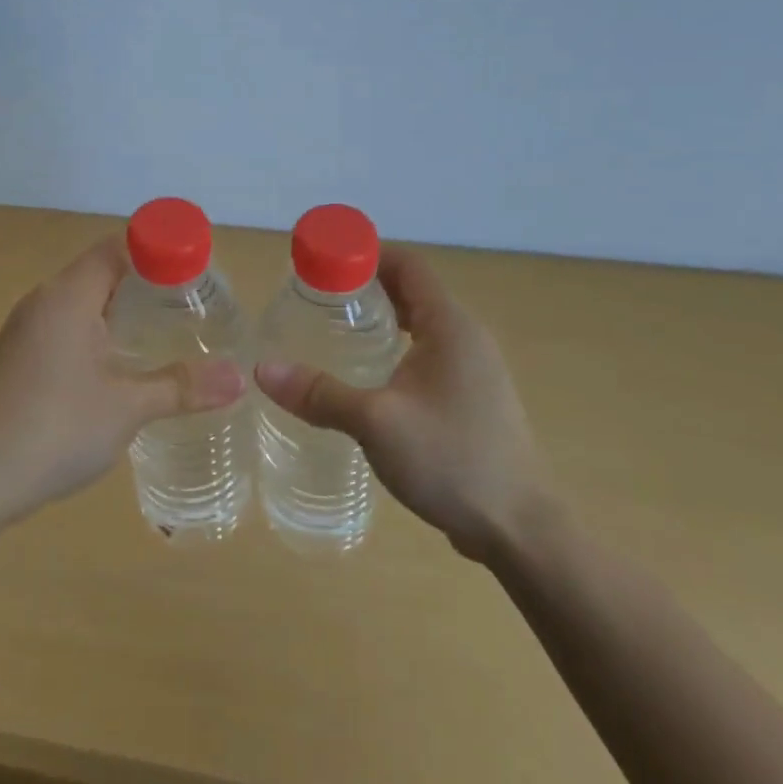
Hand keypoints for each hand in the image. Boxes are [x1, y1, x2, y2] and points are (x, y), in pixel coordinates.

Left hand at [0, 236, 245, 530]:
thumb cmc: (53, 432)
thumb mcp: (127, 409)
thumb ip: (183, 387)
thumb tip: (240, 378)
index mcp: (67, 298)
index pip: (117, 248)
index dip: (158, 251)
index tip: (195, 270)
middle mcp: (41, 302)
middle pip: (99, 270)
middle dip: (144, 281)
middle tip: (188, 304)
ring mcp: (22, 331)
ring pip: (79, 301)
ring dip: (118, 308)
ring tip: (160, 331)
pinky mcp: (13, 358)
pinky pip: (62, 326)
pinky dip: (94, 331)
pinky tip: (114, 365)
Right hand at [254, 246, 552, 559]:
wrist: (519, 529)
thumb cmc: (452, 460)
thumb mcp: (376, 423)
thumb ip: (320, 394)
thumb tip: (263, 370)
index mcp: (450, 326)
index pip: (408, 265)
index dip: (366, 254)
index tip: (322, 263)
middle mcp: (466, 338)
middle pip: (412, 292)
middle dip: (366, 288)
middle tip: (317, 299)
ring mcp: (473, 371)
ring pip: (420, 327)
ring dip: (381, 321)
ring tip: (334, 333)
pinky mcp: (471, 400)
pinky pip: (427, 357)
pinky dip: (396, 351)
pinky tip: (368, 379)